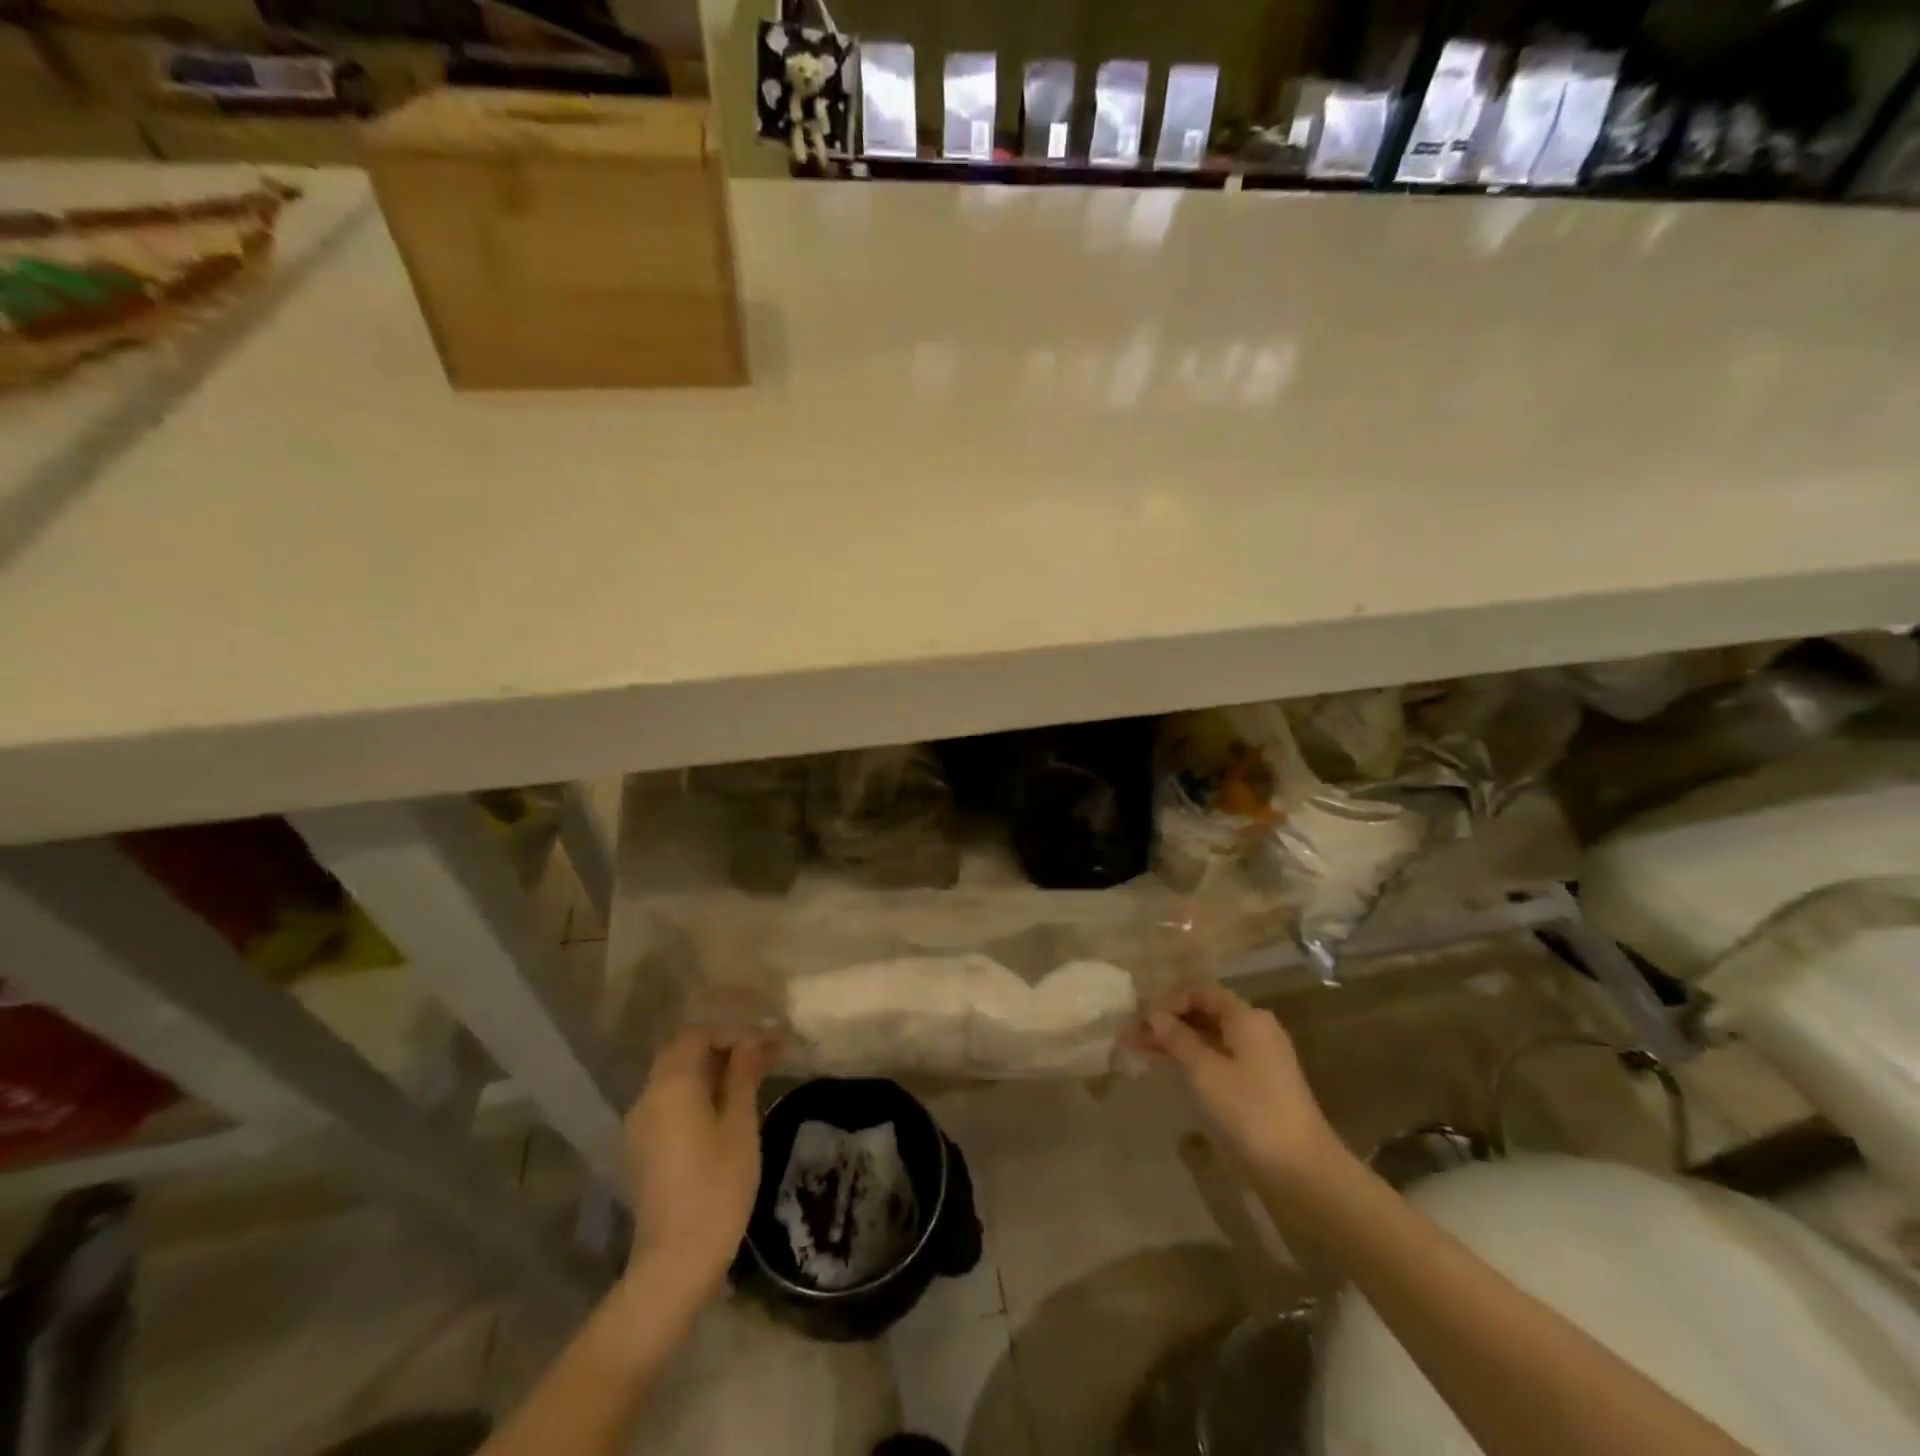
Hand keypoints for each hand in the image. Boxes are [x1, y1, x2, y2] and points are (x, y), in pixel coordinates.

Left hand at [623, 1026, 779, 1309]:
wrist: (676, 1261)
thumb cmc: (717, 1185)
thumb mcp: (740, 1123)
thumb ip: (743, 1075)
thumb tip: (754, 1041)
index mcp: (670, 1084)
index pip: (697, 1035)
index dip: (733, 1032)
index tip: (767, 1045)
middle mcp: (647, 1097)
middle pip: (682, 1053)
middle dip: (721, 1048)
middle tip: (760, 1058)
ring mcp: (639, 1126)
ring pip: (674, 1079)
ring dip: (709, 1071)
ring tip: (749, 1081)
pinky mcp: (641, 1150)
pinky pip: (668, 1104)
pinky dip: (695, 1095)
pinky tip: (724, 1111)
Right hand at [1134, 986, 1344, 1186]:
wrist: (1302, 1171)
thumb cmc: (1250, 1111)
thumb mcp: (1204, 1071)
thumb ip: (1177, 1038)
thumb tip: (1154, 1014)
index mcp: (1246, 1017)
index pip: (1199, 993)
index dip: (1167, 1002)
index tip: (1139, 1020)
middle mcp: (1256, 1029)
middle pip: (1204, 1014)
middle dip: (1167, 1023)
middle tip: (1132, 1037)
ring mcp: (1261, 1058)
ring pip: (1210, 1039)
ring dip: (1176, 1043)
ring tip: (1140, 1053)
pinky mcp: (1261, 1085)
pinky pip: (1220, 1059)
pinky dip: (1194, 1060)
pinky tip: (1171, 1070)